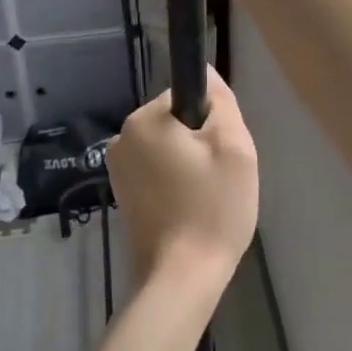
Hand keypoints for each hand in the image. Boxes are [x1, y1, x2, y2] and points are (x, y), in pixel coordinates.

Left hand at [107, 67, 258, 289]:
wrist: (181, 277)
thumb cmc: (212, 208)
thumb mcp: (234, 147)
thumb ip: (221, 103)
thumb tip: (206, 73)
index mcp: (144, 120)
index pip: (186, 96)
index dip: (212, 120)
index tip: (222, 152)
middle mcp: (122, 138)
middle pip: (175, 123)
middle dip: (200, 143)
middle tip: (219, 178)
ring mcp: (118, 169)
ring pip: (167, 149)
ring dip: (188, 164)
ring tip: (205, 197)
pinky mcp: (122, 195)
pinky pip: (156, 172)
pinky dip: (175, 183)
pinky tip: (189, 209)